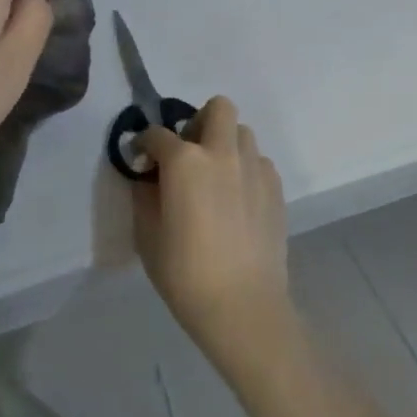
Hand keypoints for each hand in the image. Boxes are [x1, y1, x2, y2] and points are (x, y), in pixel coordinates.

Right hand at [133, 96, 295, 377]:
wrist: (243, 308)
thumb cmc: (185, 274)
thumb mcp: (147, 235)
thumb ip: (144, 196)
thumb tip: (147, 178)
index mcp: (185, 161)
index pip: (157, 135)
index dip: (143, 144)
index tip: (140, 160)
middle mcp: (222, 153)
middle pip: (218, 108)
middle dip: (198, 121)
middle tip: (187, 154)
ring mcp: (254, 168)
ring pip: (242, 133)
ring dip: (224, 144)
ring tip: (214, 176)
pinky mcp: (276, 189)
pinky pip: (258, 162)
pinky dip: (244, 169)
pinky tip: (236, 199)